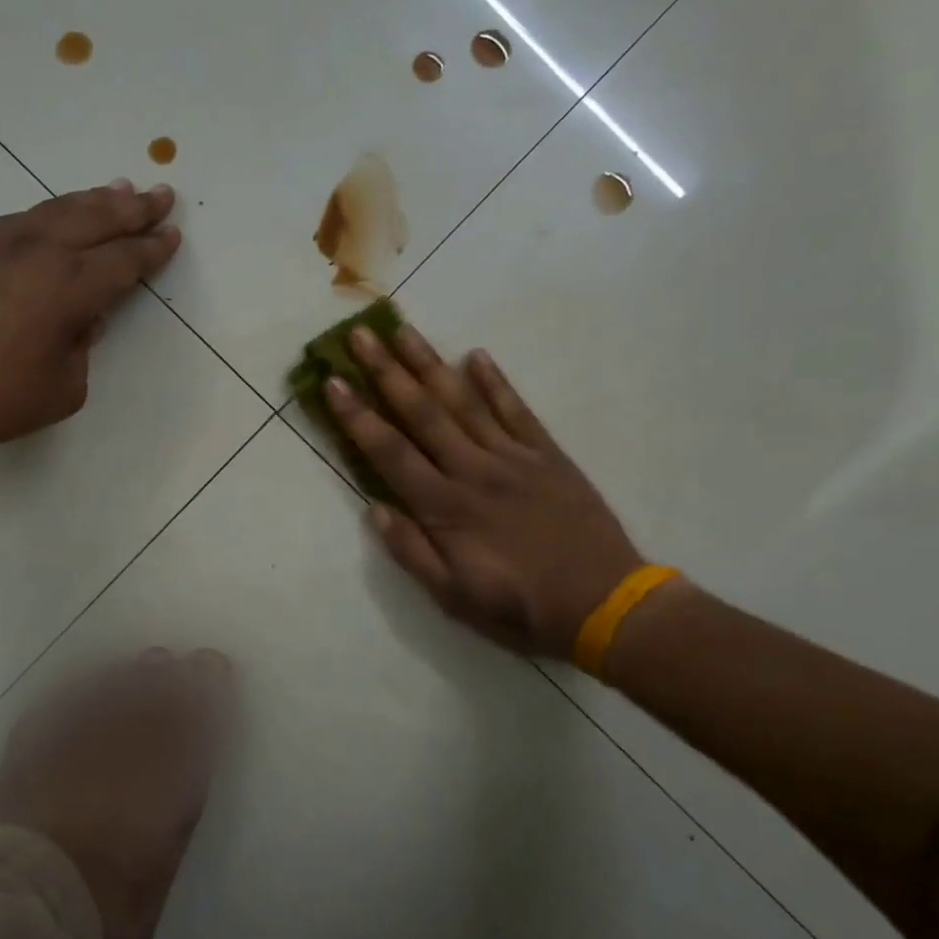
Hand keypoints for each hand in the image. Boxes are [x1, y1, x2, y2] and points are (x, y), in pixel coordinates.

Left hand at [0, 180, 179, 463]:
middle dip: (133, 209)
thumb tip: (83, 316)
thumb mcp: (63, 388)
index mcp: (67, 288)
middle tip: (161, 195)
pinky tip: (61, 213)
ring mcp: (0, 245)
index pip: (122, 261)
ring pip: (58, 209)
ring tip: (120, 189)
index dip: (151, 250)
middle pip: (96, 220)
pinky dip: (53, 210)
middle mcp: (38, 253)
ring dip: (94, 200)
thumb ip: (83, 346)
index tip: (172, 235)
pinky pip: (25, 217)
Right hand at [324, 323, 642, 657]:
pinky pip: (517, 411)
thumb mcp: (453, 598)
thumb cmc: (520, 608)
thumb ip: (411, 551)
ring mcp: (513, 457)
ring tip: (404, 331)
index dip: (358, 416)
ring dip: (430, 365)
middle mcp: (473, 470)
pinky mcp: (548, 455)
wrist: (605, 605)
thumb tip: (374, 508)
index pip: (390, 452)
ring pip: (464, 402)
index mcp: (445, 507)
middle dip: (386, 372)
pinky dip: (496, 383)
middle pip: (422, 412)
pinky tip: (476, 356)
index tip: (333, 381)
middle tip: (361, 334)